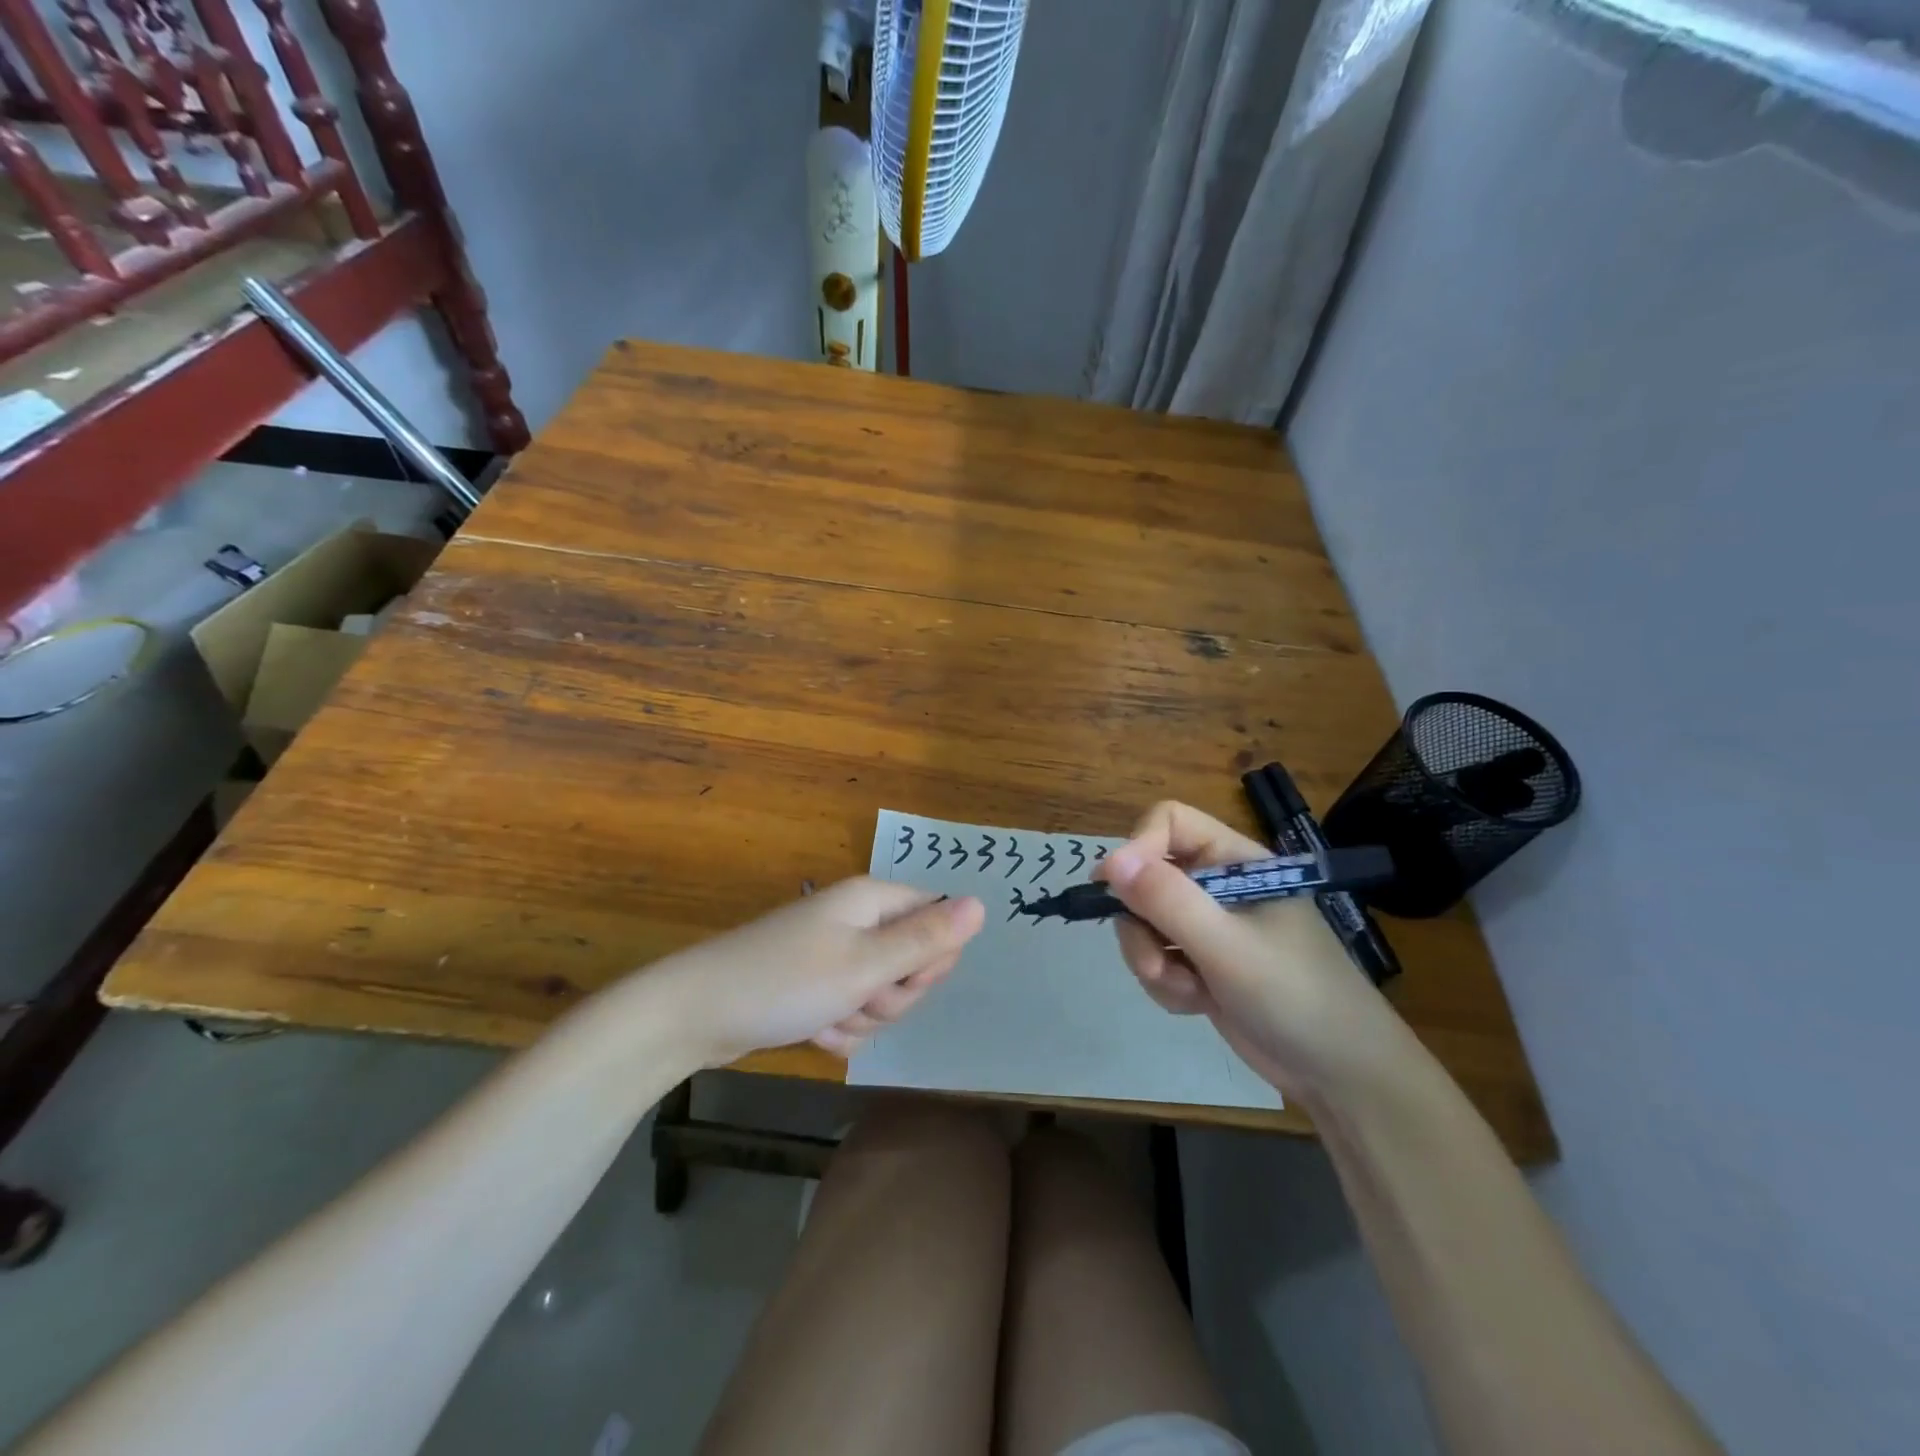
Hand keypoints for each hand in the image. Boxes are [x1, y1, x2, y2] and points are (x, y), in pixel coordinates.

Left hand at [645, 878, 984, 1066]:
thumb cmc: (785, 981)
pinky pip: (852, 1009)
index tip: (902, 979)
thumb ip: (926, 939)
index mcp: (873, 900)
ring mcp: (835, 953)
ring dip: (863, 1017)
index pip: (938, 919)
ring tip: (827, 1018)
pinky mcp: (815, 984)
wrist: (695, 1014)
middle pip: (913, 960)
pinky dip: (839, 1027)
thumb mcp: (864, 965)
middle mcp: (858, 919)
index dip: (933, 956)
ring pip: (883, 993)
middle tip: (858, 999)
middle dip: (893, 994)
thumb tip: (983, 904)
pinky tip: (811, 1032)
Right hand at [1097, 801, 1414, 1099]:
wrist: (1340, 1076)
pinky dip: (1166, 983)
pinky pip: (1156, 956)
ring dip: (1152, 960)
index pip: (1169, 823)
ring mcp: (1209, 926)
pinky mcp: (1202, 963)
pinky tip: (1196, 1005)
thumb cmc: (1294, 995)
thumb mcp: (1227, 945)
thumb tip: (1110, 861)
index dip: (1138, 848)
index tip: (1114, 887)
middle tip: (1156, 961)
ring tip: (1187, 991)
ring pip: (1144, 921)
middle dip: (1141, 923)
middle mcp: (1218, 885)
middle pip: (1146, 876)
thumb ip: (1168, 900)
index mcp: (1235, 861)